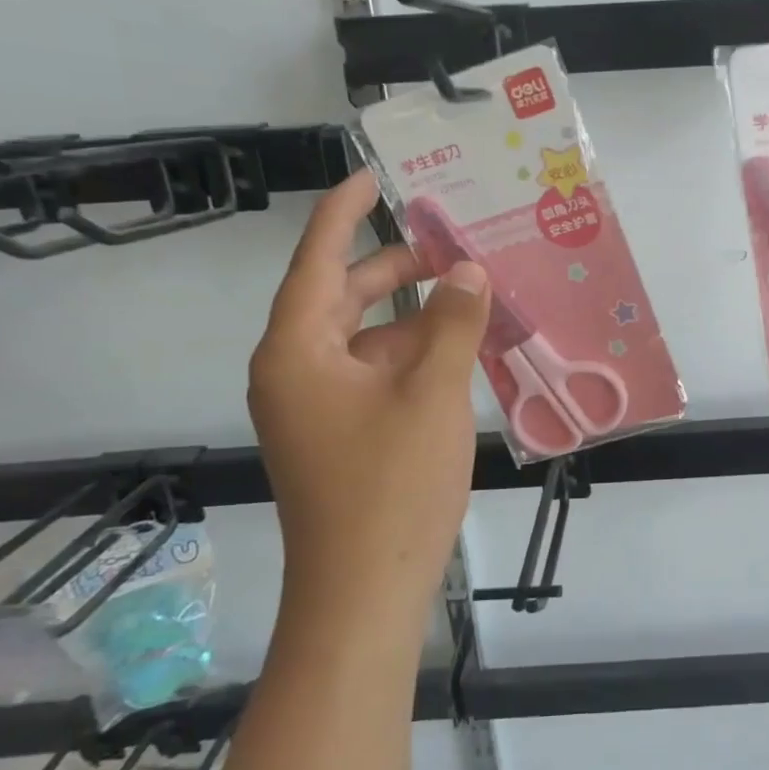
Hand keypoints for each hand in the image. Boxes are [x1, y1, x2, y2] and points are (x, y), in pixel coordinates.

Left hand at [248, 169, 490, 622]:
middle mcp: (296, 371)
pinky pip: (375, 374)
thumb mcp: (432, 395)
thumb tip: (467, 270)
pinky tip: (461, 351)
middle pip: (343, 297)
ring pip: (365, 338)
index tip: (373, 175)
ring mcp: (317, 406)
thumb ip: (452, 324)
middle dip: (396, 267)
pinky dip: (413, 355)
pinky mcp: (340, 434)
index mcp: (297, 351)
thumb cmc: (391, 488)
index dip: (343, 212)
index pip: (317, 261)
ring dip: (414, 316)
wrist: (364, 594)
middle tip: (452, 242)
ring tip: (472, 295)